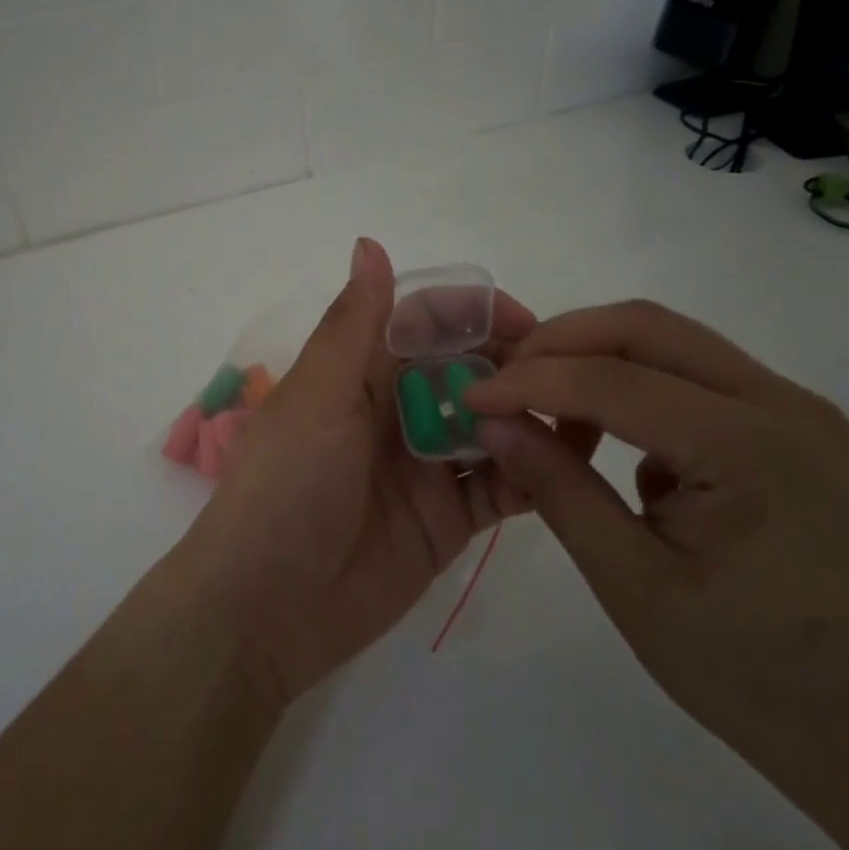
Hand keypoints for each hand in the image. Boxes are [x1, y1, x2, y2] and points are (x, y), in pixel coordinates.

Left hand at [170, 238, 536, 706]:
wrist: (266, 608)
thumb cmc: (287, 486)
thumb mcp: (318, 396)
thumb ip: (354, 324)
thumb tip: (370, 242)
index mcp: (360, 372)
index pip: (426, 321)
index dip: (474, 313)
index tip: (528, 322)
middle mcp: (396, 410)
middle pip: (466, 368)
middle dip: (513, 363)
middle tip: (567, 375)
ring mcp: (426, 466)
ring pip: (490, 423)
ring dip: (529, 415)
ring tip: (582, 416)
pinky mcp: (448, 519)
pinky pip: (501, 486)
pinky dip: (532, 473)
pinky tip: (566, 466)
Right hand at [465, 301, 848, 849]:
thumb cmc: (750, 673)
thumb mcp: (632, 584)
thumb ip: (557, 488)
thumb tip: (491, 422)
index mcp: (748, 447)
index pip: (612, 379)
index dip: (529, 380)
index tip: (468, 393)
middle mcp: (780, 403)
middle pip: (645, 327)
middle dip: (560, 342)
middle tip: (503, 379)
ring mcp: (794, 409)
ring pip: (669, 340)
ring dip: (595, 358)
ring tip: (546, 409)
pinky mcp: (791, 426)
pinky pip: (694, 374)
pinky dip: (635, 385)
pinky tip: (612, 442)